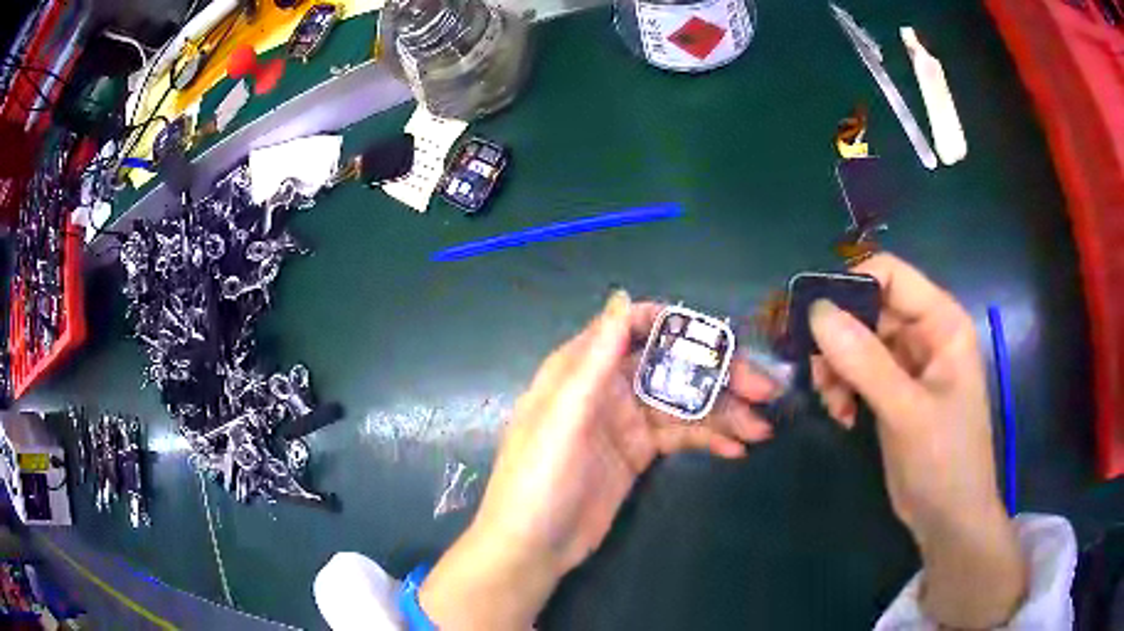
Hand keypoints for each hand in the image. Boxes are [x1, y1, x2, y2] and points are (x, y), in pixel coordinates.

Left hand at [420, 290, 778, 629]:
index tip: (721, 340)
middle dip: (718, 374)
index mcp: (581, 369)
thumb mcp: (563, 417)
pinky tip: (738, 448)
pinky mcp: (639, 455)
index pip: (633, 329)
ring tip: (763, 426)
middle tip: (764, 389)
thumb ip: (595, 360)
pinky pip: (681, 435)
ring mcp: (626, 423)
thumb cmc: (538, 480)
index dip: (678, 327)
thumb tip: (622, 297)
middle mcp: (607, 388)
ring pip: (683, 403)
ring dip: (725, 412)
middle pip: (670, 367)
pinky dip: (710, 438)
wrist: (532, 548)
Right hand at [808, 253, 1025, 628]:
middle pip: (868, 308)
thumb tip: (817, 311)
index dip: (851, 286)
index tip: (813, 320)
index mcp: (942, 322)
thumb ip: (865, 362)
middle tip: (819, 376)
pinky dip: (842, 388)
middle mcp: (924, 333)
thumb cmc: (945, 462)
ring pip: (857, 341)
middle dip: (838, 339)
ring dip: (836, 368)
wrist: (948, 520)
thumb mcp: (908, 412)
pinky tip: (842, 415)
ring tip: (833, 404)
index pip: (890, 275)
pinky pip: (857, 371)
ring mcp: (907, 364)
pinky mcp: (893, 391)